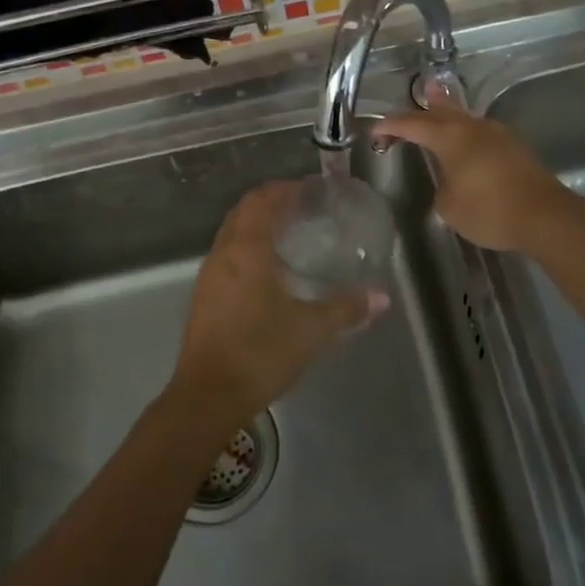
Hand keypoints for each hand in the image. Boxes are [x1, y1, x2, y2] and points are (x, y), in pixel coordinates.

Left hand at [175, 181, 383, 424]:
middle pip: (243, 212)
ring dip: (256, 226)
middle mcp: (223, 254)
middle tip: (303, 208)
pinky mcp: (204, 299)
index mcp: (246, 250)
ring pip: (231, 235)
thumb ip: (346, 309)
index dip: (284, 189)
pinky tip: (267, 272)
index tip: (309, 189)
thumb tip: (381, 297)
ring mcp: (208, 277)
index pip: (261, 201)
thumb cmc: (260, 352)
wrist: (207, 396)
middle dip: (270, 203)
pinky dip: (246, 249)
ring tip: (288, 235)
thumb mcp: (311, 330)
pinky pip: (226, 257)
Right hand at [372, 105, 572, 252]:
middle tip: (412, 97)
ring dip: (448, 113)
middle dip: (423, 107)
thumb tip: (450, 184)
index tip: (375, 129)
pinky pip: (480, 133)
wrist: (545, 216)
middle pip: (442, 111)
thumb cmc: (490, 210)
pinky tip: (466, 141)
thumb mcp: (450, 207)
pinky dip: (465, 132)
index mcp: (451, 137)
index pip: (413, 124)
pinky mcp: (514, 149)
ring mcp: (497, 136)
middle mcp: (473, 128)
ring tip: (438, 104)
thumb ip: (442, 190)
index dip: (391, 126)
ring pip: (464, 118)